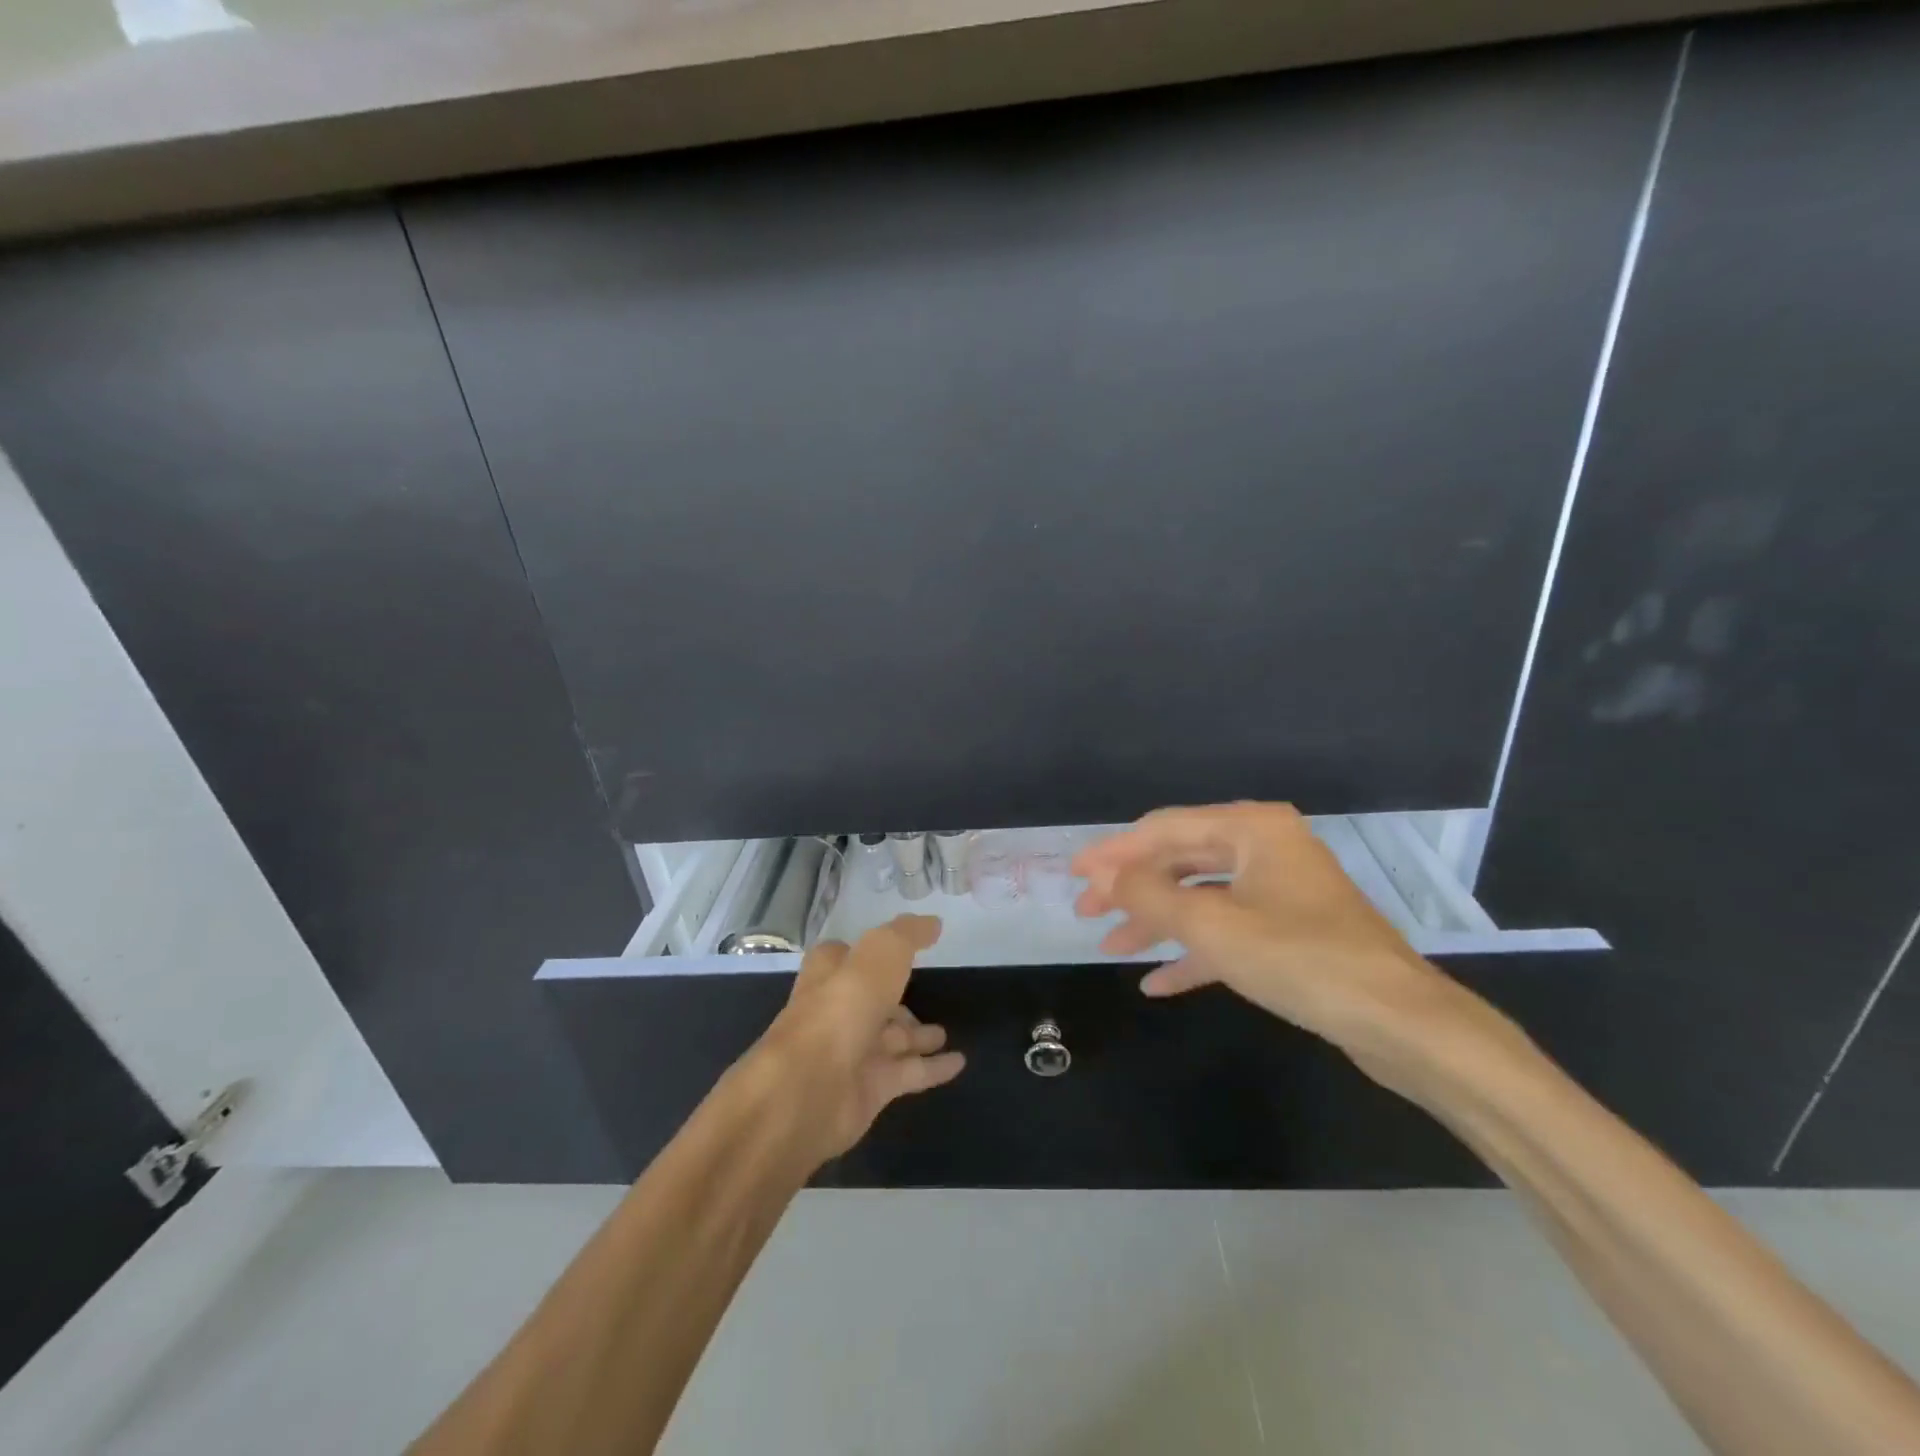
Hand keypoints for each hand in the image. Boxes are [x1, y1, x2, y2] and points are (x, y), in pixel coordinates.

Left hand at [753, 914, 965, 1165]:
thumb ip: (907, 935)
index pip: (843, 957)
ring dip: (916, 1034)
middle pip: (871, 1000)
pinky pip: (908, 1074)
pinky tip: (960, 1063)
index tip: (896, 948)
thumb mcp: (880, 954)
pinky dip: (933, 1069)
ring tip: (944, 1032)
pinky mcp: (869, 1089)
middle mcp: (838, 1011)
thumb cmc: (841, 1009)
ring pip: (890, 1038)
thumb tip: (932, 923)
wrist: (809, 1090)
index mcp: (830, 975)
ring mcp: (852, 1052)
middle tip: (926, 993)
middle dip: (896, 999)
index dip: (864, 952)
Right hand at [1072, 802, 1497, 1094]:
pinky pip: (1227, 930)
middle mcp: (1265, 847)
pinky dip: (1192, 951)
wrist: (1401, 1025)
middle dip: (1132, 888)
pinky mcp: (1289, 931)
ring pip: (1201, 897)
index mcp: (1252, 828)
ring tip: (1110, 946)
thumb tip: (1105, 876)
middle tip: (1084, 913)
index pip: (1164, 829)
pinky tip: (1156, 981)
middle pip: (1180, 860)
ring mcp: (1279, 890)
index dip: (1114, 852)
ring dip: (1155, 921)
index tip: (1074, 875)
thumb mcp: (1212, 926)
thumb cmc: (1301, 959)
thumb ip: (1150, 895)